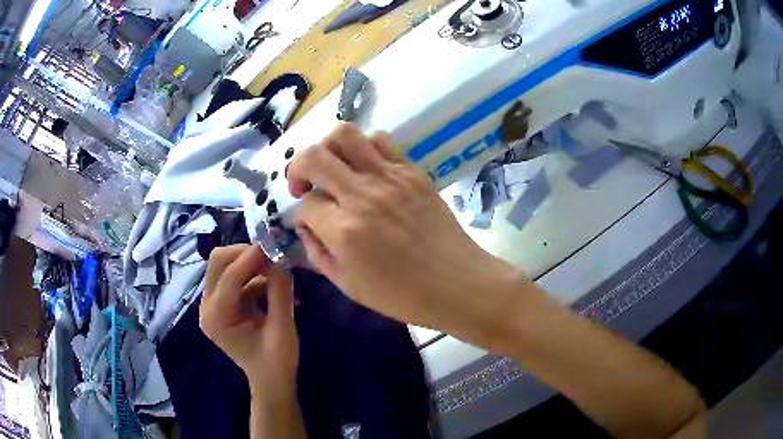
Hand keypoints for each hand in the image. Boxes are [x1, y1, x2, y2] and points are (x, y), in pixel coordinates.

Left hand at [200, 245, 297, 396]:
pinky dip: (253, 275)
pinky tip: (273, 283)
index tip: (274, 242)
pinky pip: (235, 278)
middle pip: (218, 263)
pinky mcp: (222, 304)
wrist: (270, 381)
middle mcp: (207, 307)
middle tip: (273, 254)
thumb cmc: (277, 362)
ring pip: (225, 266)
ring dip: (250, 263)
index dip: (251, 257)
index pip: (229, 277)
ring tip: (277, 268)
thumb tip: (281, 258)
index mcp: (216, 318)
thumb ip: (281, 292)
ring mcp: (212, 305)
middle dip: (245, 254)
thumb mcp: (282, 328)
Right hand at [288, 124, 524, 345]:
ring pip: (345, 134)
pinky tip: (366, 168)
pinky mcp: (413, 171)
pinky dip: (365, 147)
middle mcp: (363, 195)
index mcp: (344, 231)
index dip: (301, 214)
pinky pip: (381, 140)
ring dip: (328, 148)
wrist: (457, 284)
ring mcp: (390, 177)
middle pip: (313, 156)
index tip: (310, 223)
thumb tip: (306, 226)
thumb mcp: (348, 285)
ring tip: (334, 168)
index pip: (306, 205)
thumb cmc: (402, 295)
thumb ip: (318, 253)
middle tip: (304, 185)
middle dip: (297, 168)